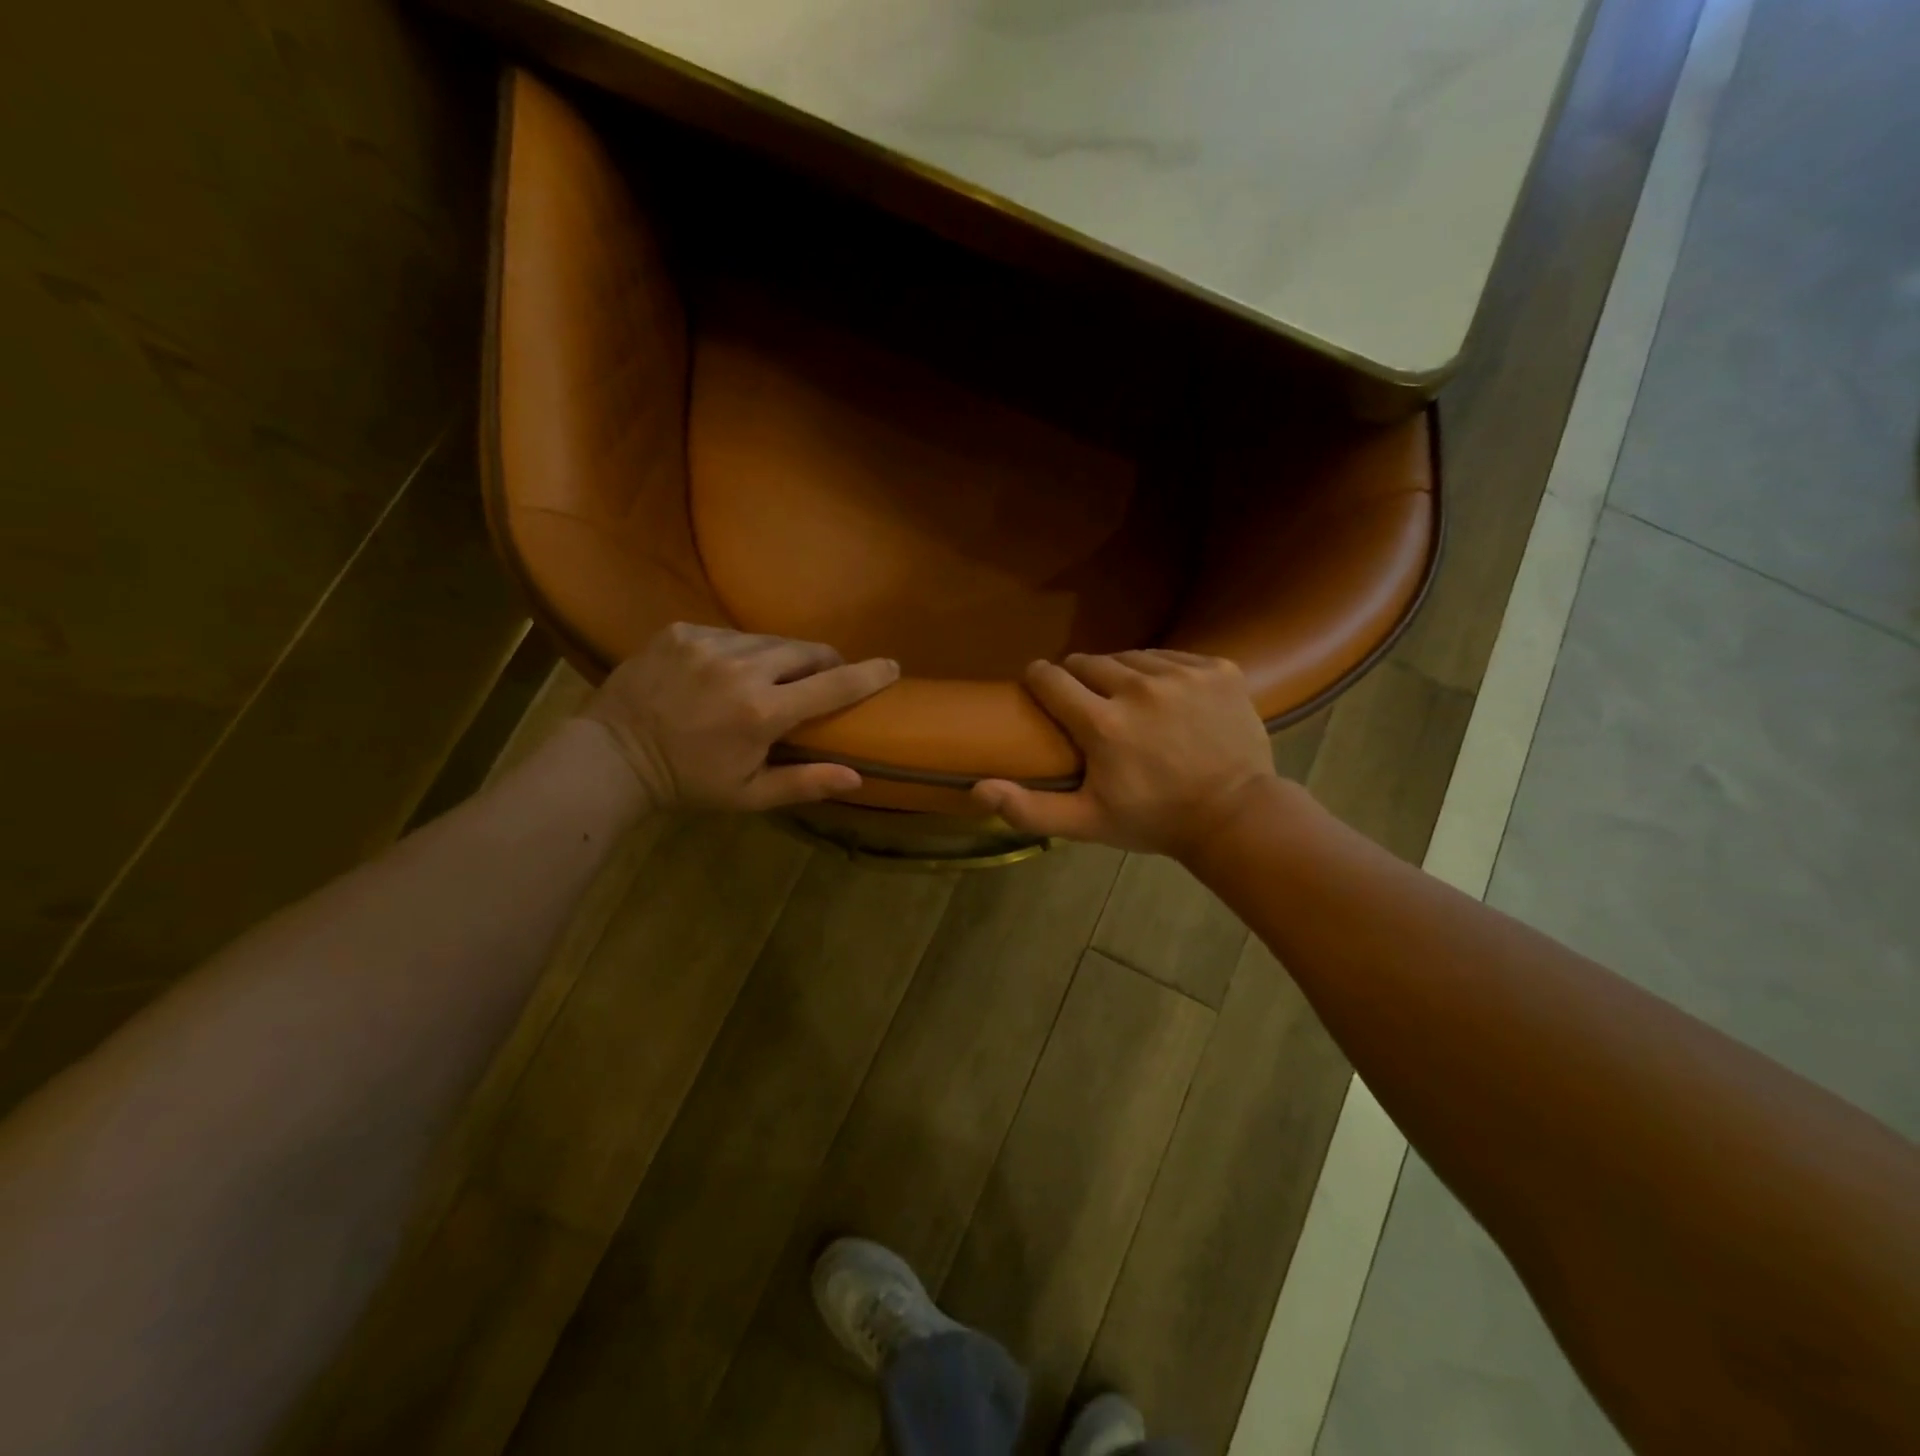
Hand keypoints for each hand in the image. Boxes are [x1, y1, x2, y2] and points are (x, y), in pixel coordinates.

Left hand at [580, 623, 897, 811]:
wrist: (611, 757)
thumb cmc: (688, 783)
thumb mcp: (749, 795)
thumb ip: (804, 783)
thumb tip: (857, 777)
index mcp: (762, 713)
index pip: (832, 686)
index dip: (867, 675)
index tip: (891, 665)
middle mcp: (740, 669)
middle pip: (805, 651)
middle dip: (824, 662)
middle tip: (825, 677)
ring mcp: (706, 644)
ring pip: (768, 639)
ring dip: (782, 656)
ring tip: (775, 676)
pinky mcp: (680, 631)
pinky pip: (730, 634)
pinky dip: (741, 650)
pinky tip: (729, 670)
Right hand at [971, 650, 1276, 857]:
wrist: (1235, 816)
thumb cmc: (1153, 820)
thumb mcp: (1087, 823)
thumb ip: (1029, 808)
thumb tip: (977, 788)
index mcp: (1103, 723)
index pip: (1051, 678)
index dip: (1040, 680)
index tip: (1042, 688)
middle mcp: (1140, 688)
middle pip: (1089, 662)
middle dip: (1081, 680)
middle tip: (1090, 707)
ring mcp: (1183, 675)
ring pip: (1131, 657)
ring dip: (1122, 674)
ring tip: (1128, 700)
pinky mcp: (1218, 669)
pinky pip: (1173, 656)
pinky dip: (1163, 672)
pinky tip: (1167, 698)